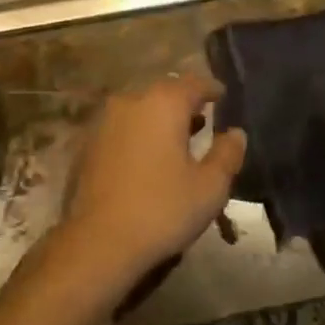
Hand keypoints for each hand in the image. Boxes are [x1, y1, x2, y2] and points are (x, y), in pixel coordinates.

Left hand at [60, 72, 246, 291]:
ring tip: (177, 140)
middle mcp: (132, 101)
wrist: (98, 241)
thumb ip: (227, 154)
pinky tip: (148, 158)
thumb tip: (236, 133)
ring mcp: (105, 120)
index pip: (193, 83)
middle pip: (164, 92)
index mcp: (163, 103)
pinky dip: (139, 134)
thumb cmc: (162, 210)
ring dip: (160, 118)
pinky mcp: (88, 143)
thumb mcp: (209, 187)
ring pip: (141, 109)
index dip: (211, 89)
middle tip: (203, 120)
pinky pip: (122, 128)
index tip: (223, 96)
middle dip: (184, 103)